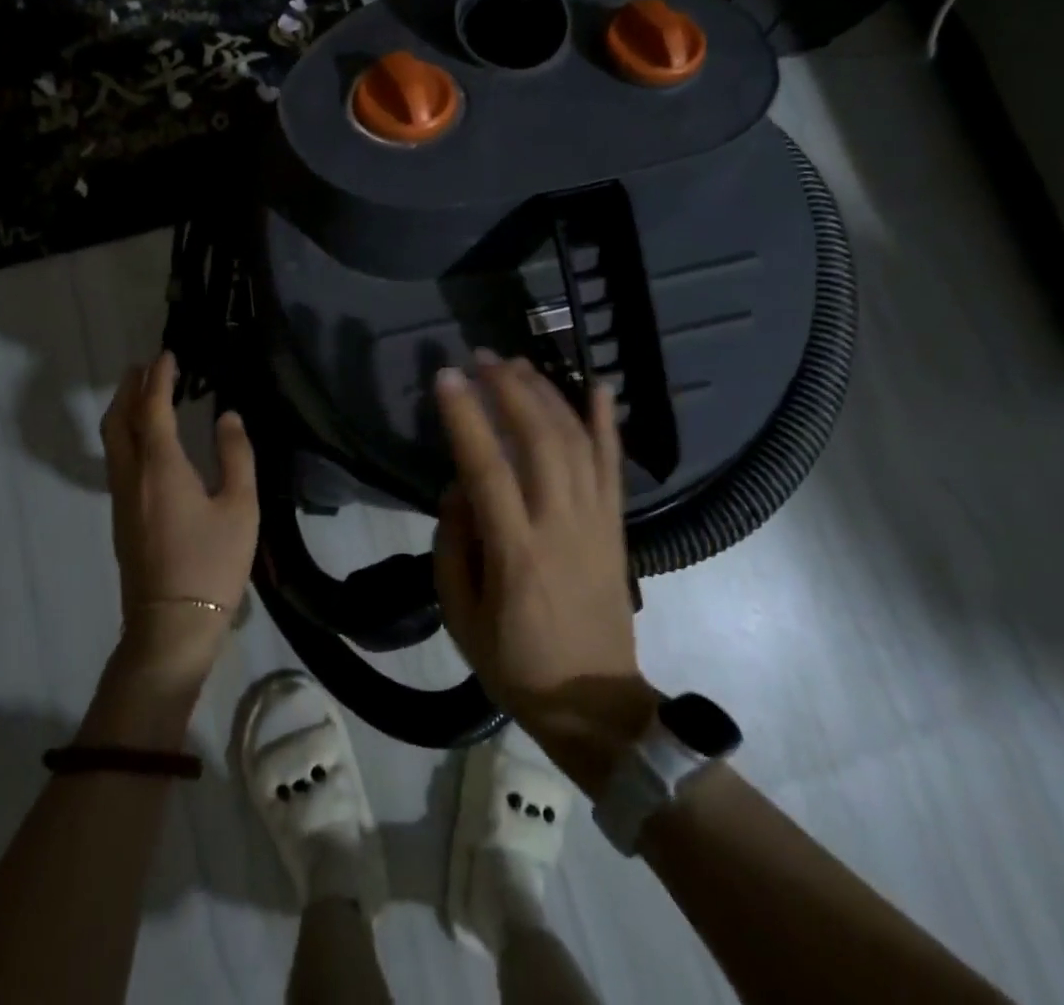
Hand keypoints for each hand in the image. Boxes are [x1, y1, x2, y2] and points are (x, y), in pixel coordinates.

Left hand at [98, 351, 258, 683]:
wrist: (171, 625)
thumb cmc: (212, 563)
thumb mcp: (240, 507)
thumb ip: (236, 455)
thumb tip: (227, 417)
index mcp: (160, 466)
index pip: (153, 408)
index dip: (159, 378)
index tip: (167, 354)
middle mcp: (131, 475)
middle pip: (119, 419)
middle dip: (130, 387)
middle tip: (146, 365)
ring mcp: (121, 498)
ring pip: (113, 440)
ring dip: (124, 409)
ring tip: (142, 392)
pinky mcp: (121, 517)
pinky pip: (117, 458)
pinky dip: (127, 433)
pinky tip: (145, 439)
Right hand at [432, 353, 657, 794]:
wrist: (595, 704)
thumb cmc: (515, 663)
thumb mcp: (460, 615)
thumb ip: (453, 544)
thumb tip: (458, 487)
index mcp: (516, 552)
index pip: (488, 468)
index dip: (466, 417)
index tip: (446, 377)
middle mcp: (560, 526)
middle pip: (539, 441)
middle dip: (509, 390)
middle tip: (482, 357)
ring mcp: (596, 522)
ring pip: (575, 442)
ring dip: (547, 394)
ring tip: (518, 364)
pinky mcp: (616, 526)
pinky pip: (613, 465)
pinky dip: (605, 423)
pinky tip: (596, 386)